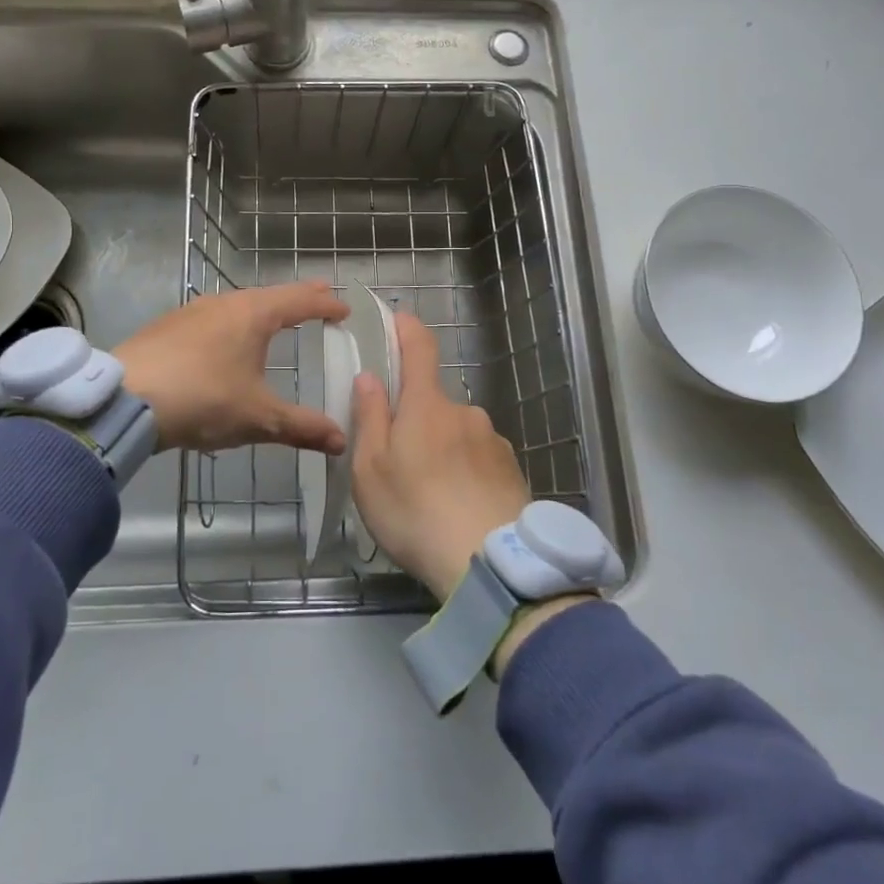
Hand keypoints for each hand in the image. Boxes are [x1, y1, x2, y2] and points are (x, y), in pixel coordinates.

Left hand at [115, 281, 349, 454]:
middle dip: (297, 300)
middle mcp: (225, 303)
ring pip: (239, 303)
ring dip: (263, 309)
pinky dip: (234, 322)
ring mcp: (192, 311)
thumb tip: (342, 441)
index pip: (301, 301)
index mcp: (254, 314)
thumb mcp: (258, 418)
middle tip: (318, 302)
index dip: (326, 305)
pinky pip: (214, 317)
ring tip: (275, 319)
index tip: (344, 310)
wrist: (125, 398)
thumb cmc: (203, 399)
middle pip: (270, 295)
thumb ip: (301, 427)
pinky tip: (225, 341)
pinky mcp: (168, 326)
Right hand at [349, 312, 529, 601]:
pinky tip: (460, 509)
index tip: (398, 319)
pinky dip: (467, 474)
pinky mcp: (513, 472)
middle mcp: (466, 413)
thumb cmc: (415, 512)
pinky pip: (481, 461)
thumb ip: (370, 418)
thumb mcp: (371, 470)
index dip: (407, 329)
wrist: (491, 564)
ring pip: (459, 434)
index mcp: (427, 406)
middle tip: (399, 462)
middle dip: (417, 420)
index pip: (420, 348)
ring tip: (431, 497)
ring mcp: (494, 442)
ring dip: (444, 451)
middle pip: (434, 402)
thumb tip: (370, 377)